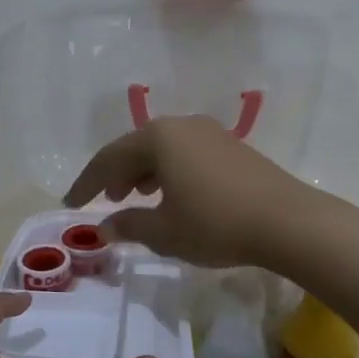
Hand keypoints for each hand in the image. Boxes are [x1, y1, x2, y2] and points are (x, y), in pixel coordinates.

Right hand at [63, 115, 320, 268]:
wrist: (287, 222)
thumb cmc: (215, 224)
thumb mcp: (164, 232)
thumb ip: (129, 225)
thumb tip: (104, 226)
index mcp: (159, 138)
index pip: (109, 157)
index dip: (86, 182)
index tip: (70, 204)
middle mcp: (182, 125)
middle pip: (137, 147)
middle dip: (116, 174)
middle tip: (104, 200)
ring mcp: (210, 133)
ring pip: (163, 149)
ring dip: (143, 172)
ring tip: (136, 198)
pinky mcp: (232, 147)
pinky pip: (186, 154)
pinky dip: (169, 172)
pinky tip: (173, 195)